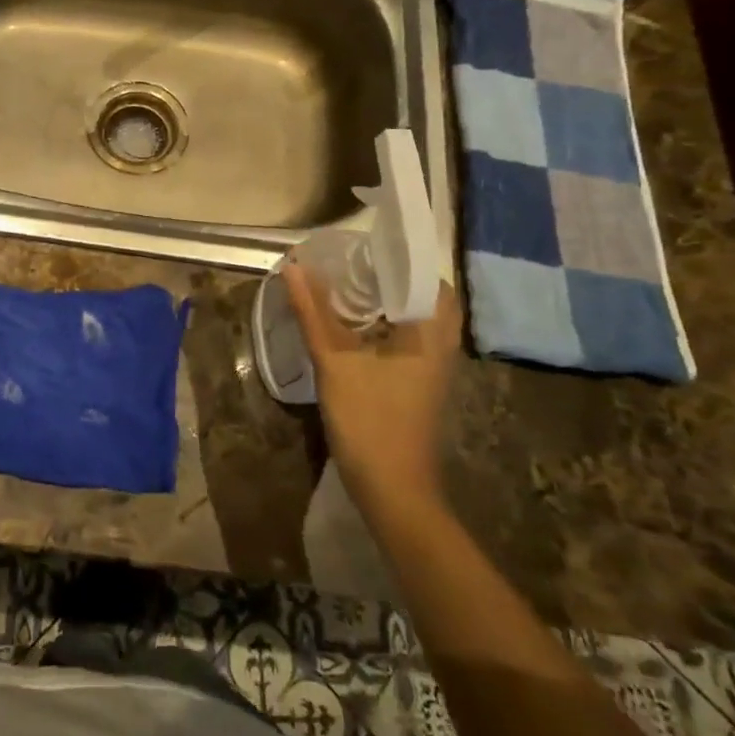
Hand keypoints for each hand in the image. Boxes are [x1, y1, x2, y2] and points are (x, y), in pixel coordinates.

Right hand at [283, 266, 462, 514]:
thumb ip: (314, 312)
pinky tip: (352, 323)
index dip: (397, 254)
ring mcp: (434, 366)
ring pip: (414, 317)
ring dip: (386, 299)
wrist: (394, 492)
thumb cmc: (370, 422)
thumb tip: (293, 266)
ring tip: (347, 283)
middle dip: (389, 275)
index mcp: (430, 331)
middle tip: (351, 262)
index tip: (363, 242)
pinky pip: (407, 337)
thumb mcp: (335, 362)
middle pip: (421, 293)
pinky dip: (384, 323)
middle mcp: (440, 343)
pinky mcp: (420, 382)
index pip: (425, 273)